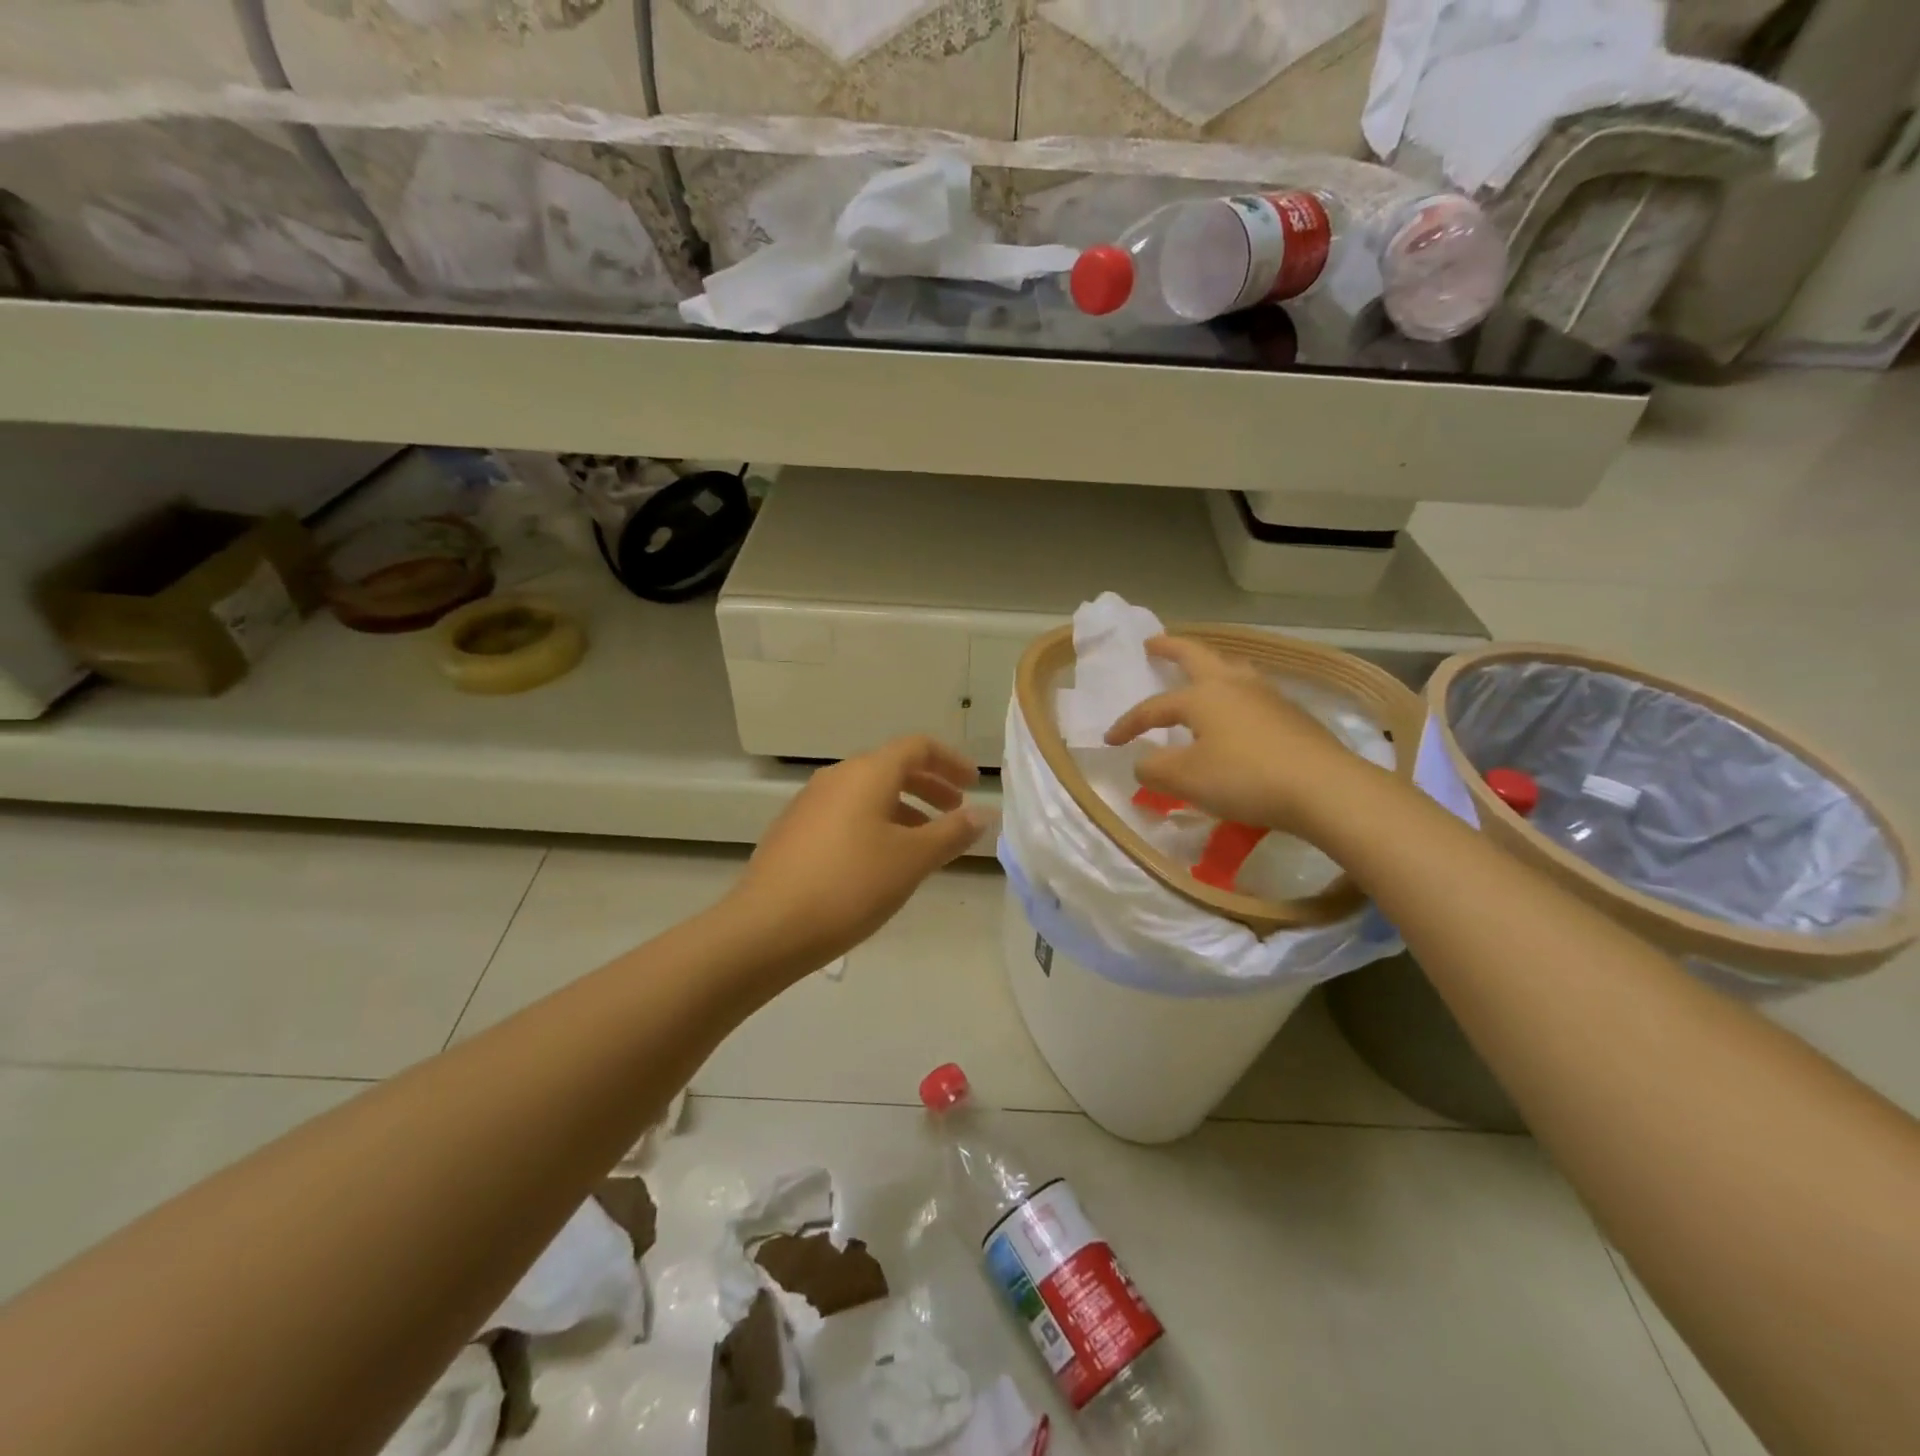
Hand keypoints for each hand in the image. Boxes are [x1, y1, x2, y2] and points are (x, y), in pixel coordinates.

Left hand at [730, 735, 985, 971]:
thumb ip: (952, 833)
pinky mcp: (793, 831)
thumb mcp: (912, 860)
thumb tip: (982, 814)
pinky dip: (874, 823)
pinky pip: (846, 814)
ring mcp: (809, 803)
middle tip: (954, 812)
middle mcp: (836, 777)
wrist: (767, 927)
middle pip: (891, 767)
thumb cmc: (851, 885)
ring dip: (903, 808)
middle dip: (929, 786)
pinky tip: (880, 861)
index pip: (918, 747)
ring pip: (867, 793)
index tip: (973, 785)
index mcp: (867, 773)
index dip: (951, 761)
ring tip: (923, 843)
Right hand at [1104, 636, 1369, 837]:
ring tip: (1202, 671)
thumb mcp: (1185, 779)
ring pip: (1232, 668)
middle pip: (1197, 655)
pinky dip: (1236, 692)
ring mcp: (1268, 696)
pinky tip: (1240, 711)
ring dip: (1210, 665)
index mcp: (1202, 696)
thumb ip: (1154, 769)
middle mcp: (1234, 685)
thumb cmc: (1245, 778)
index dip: (1129, 723)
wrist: (1324, 788)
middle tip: (1154, 643)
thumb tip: (1143, 762)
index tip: (1111, 741)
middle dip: (1172, 648)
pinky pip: (1254, 692)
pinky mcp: (1293, 715)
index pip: (1154, 707)